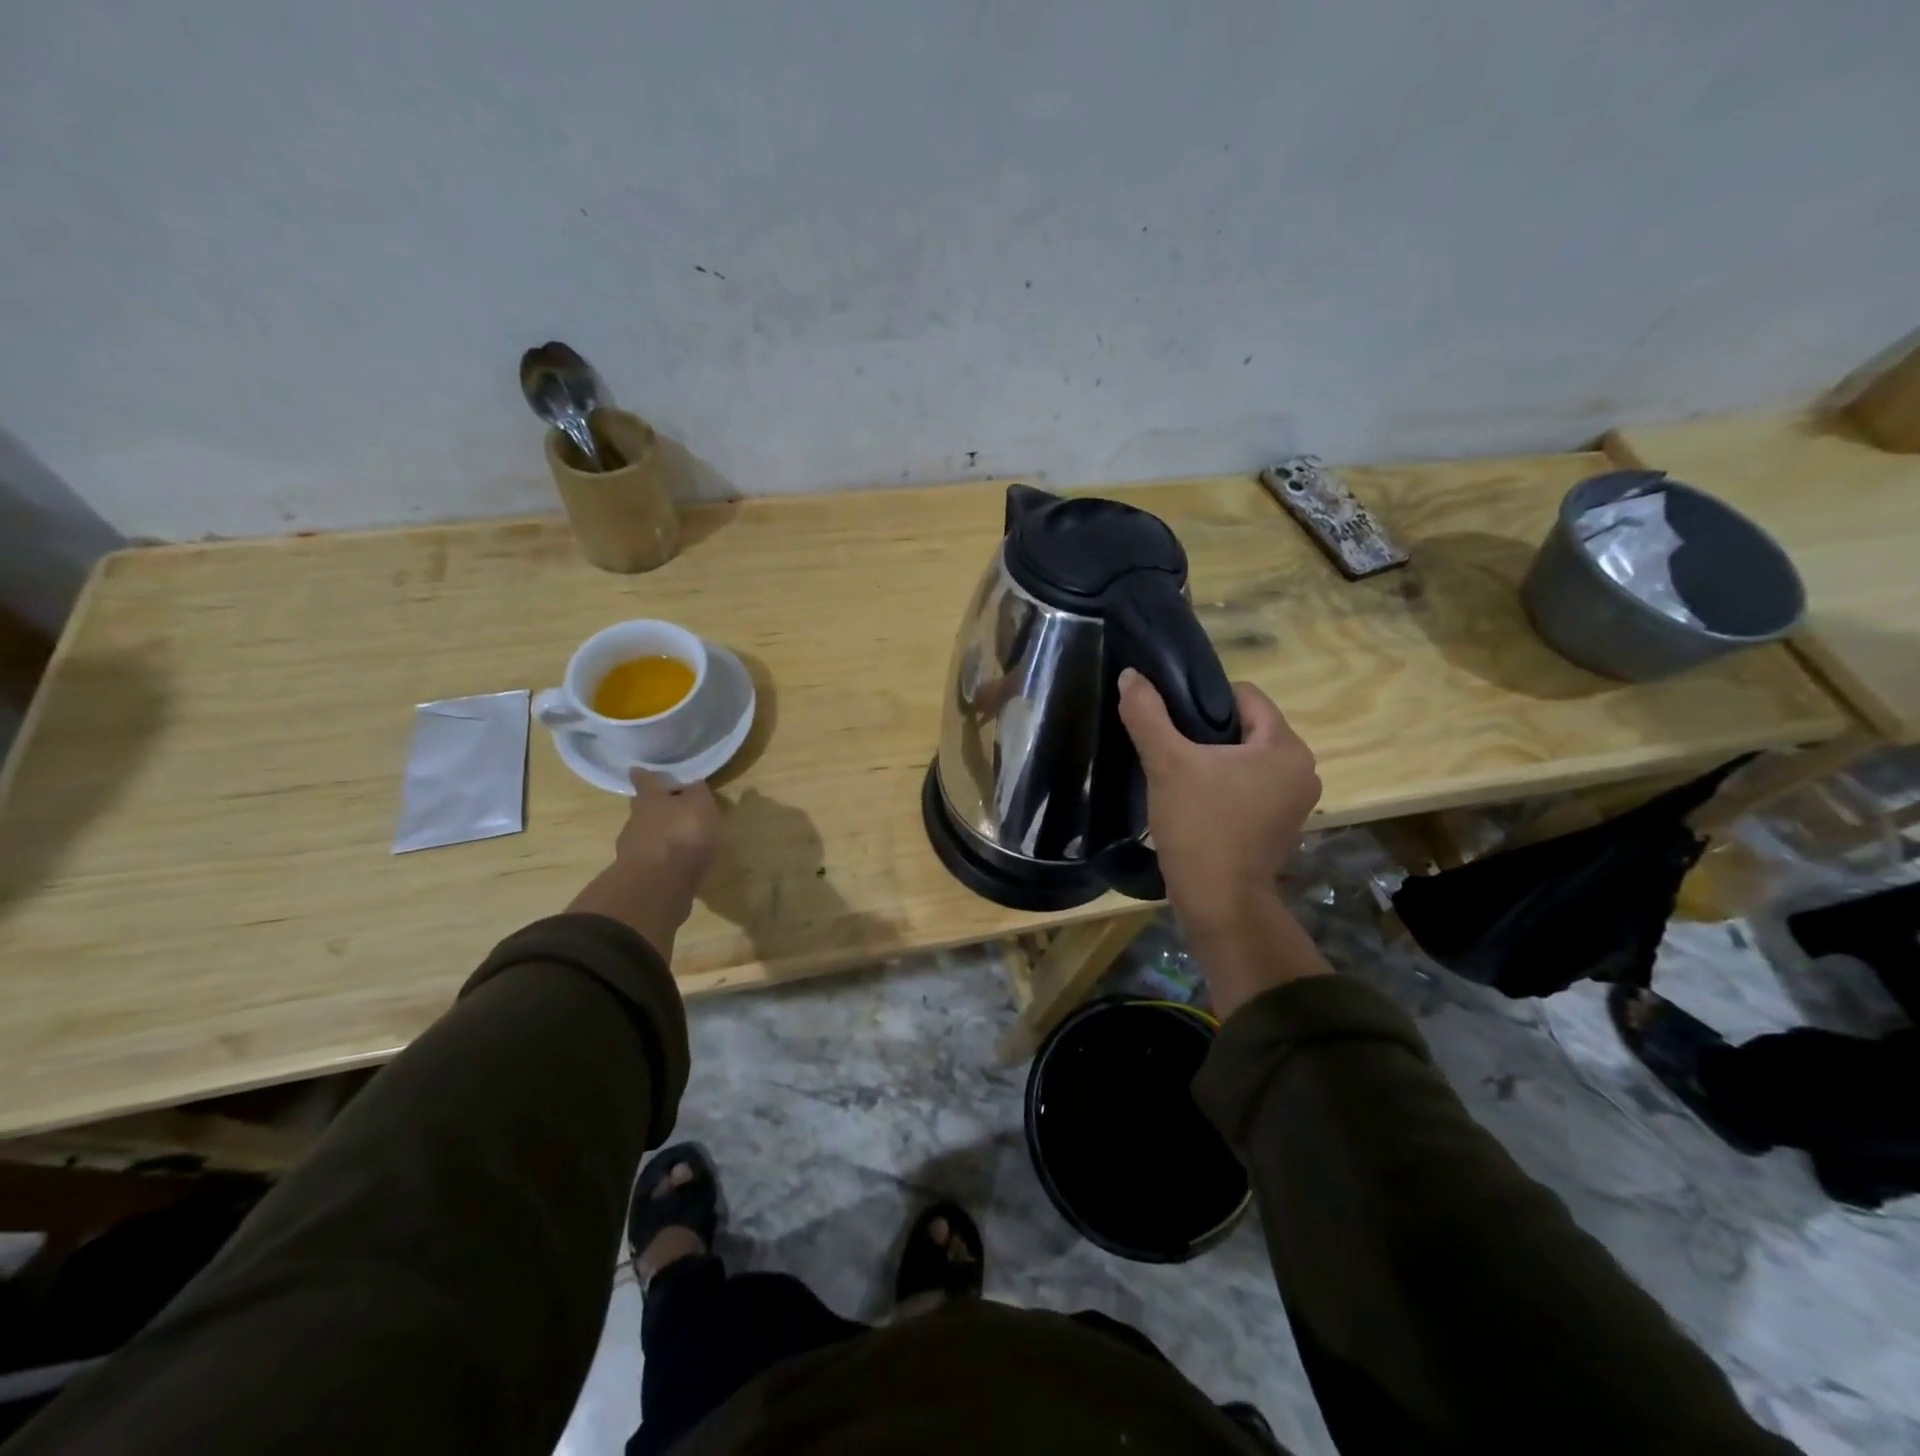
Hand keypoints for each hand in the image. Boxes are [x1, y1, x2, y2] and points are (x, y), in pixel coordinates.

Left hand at [567, 770, 723, 955]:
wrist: (658, 885)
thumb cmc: (682, 834)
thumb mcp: (700, 805)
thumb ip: (698, 793)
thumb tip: (693, 783)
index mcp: (650, 799)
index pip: (646, 780)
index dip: (645, 775)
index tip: (638, 769)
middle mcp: (635, 821)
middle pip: (643, 809)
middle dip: (655, 808)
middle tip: (670, 808)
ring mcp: (633, 851)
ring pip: (646, 836)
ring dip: (660, 836)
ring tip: (680, 841)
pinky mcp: (639, 877)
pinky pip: (652, 861)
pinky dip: (663, 861)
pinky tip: (678, 866)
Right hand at [1117, 668, 1320, 936]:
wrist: (1218, 901)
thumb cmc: (1199, 826)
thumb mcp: (1167, 763)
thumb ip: (1146, 714)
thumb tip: (1130, 675)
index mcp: (1285, 746)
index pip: (1245, 696)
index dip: (1204, 698)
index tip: (1171, 718)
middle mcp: (1302, 768)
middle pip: (1247, 727)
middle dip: (1209, 731)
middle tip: (1170, 746)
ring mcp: (1295, 800)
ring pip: (1248, 758)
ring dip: (1216, 759)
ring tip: (1179, 772)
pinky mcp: (1282, 824)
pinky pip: (1252, 785)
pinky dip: (1227, 784)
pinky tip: (1196, 798)